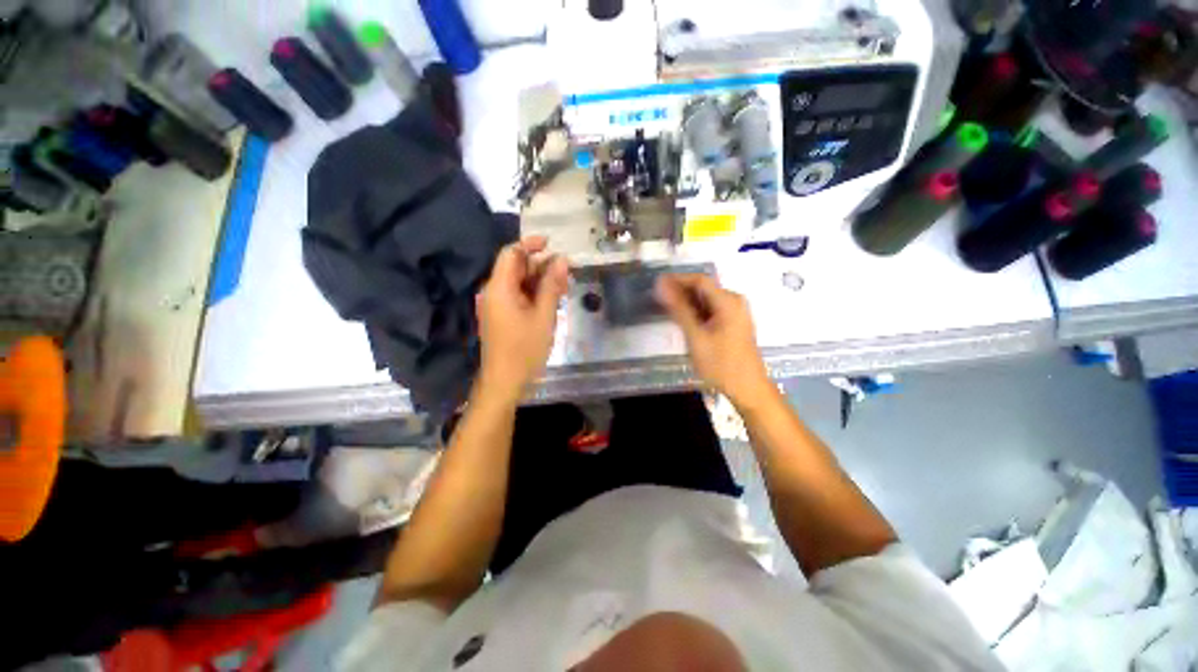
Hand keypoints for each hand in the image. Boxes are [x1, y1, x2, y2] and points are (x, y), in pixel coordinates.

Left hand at [476, 236, 568, 399]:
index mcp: (499, 288)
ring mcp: (497, 305)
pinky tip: (553, 301)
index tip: (552, 244)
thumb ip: (552, 286)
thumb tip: (561, 260)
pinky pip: (518, 297)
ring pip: (520, 283)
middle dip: (542, 266)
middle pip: (517, 267)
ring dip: (541, 282)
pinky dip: (535, 295)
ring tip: (564, 288)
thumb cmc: (525, 349)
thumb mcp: (544, 316)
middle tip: (567, 274)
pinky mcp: (502, 316)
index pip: (511, 253)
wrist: (504, 382)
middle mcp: (494, 292)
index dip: (531, 244)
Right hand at [656, 273, 772, 406]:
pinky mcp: (732, 323)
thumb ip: (679, 309)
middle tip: (657, 301)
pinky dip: (696, 312)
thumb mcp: (696, 336)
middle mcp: (734, 301)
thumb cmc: (721, 364)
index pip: (699, 280)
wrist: (747, 389)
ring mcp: (735, 312)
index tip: (656, 285)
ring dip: (687, 303)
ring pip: (706, 300)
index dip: (677, 280)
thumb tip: (662, 285)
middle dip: (680, 292)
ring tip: (666, 310)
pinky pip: (711, 310)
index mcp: (728, 301)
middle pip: (703, 289)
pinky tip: (683, 320)